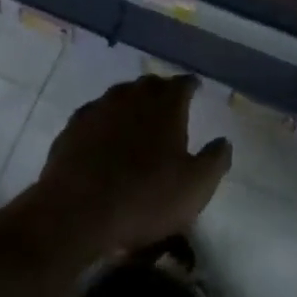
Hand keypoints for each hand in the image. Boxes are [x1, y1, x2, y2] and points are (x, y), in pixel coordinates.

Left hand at [34, 74, 232, 259]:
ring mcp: (99, 108)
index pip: (183, 83)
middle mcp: (133, 96)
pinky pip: (95, 115)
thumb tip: (224, 141)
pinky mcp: (73, 127)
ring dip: (131, 103)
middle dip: (161, 91)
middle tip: (168, 105)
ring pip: (120, 95)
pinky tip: (104, 136)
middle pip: (151, 84)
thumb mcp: (195, 187)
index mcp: (166, 105)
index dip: (191, 85)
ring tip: (137, 119)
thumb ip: (215, 160)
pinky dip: (104, 121)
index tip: (196, 89)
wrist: (76, 212)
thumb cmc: (145, 198)